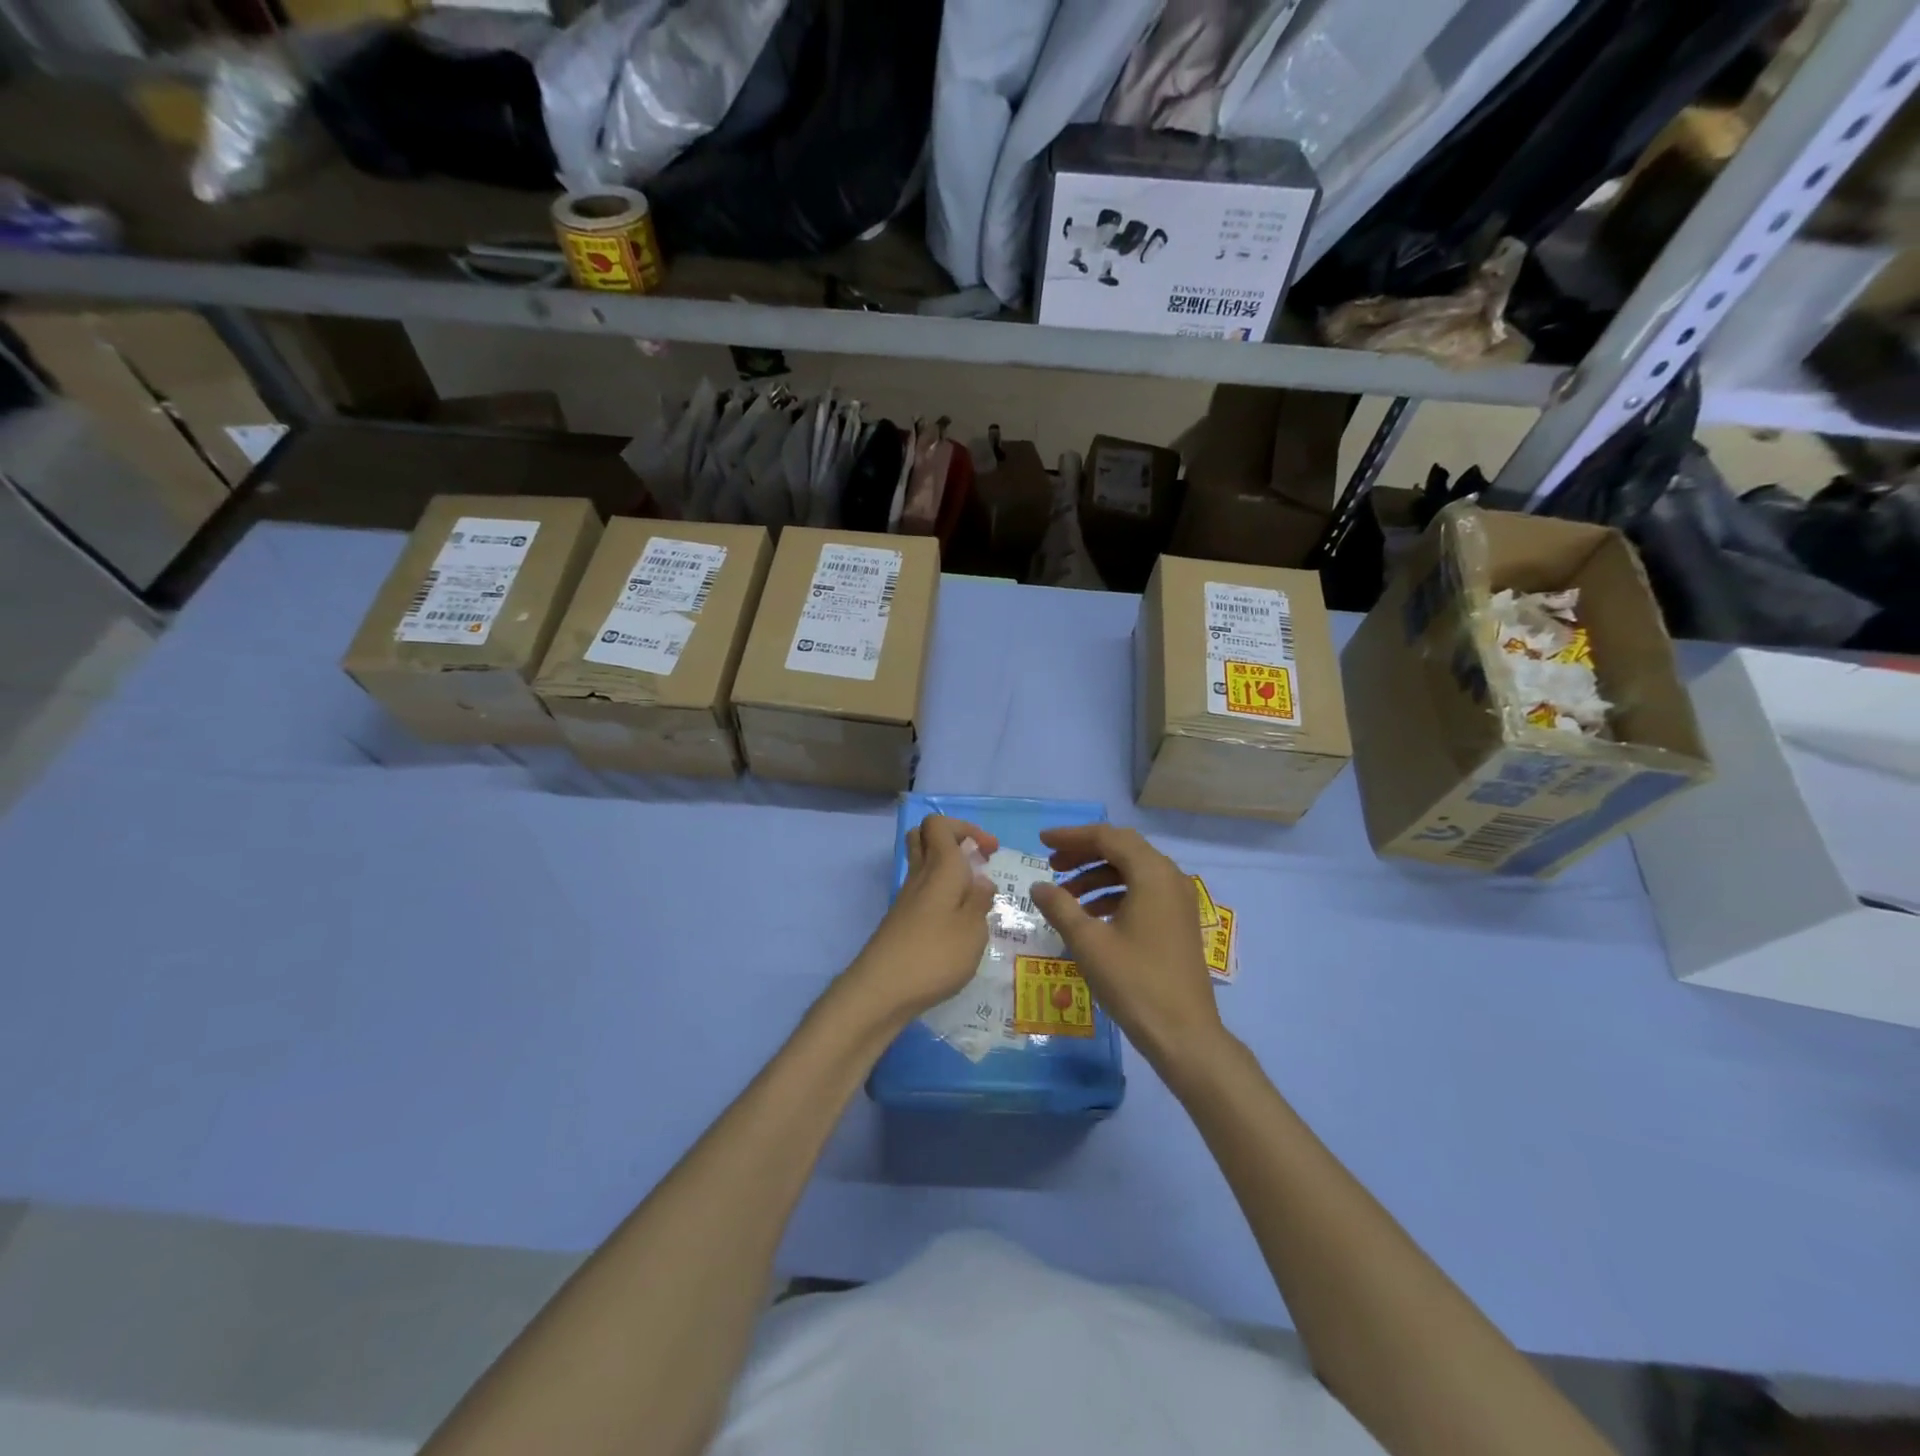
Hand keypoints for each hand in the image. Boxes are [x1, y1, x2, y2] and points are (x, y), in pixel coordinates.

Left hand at [838, 814, 998, 1026]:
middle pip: (924, 837)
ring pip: (922, 865)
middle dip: (953, 841)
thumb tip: (982, 880)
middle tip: (977, 863)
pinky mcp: (901, 921)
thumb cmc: (935, 955)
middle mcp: (919, 876)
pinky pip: (922, 892)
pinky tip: (956, 923)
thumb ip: (980, 901)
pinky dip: (940, 896)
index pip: (939, 824)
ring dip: (948, 870)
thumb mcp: (973, 930)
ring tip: (972, 897)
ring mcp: (906, 899)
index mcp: (940, 867)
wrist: (881, 990)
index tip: (990, 851)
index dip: (966, 829)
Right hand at [1029, 824, 1225, 1069]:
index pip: (1108, 837)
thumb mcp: (1088, 942)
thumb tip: (1038, 885)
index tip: (1042, 841)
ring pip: (1132, 871)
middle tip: (1051, 864)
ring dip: (1096, 876)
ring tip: (1065, 894)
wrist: (1184, 1034)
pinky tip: (1091, 915)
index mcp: (1152, 873)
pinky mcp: (1178, 921)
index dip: (1071, 836)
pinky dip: (1114, 894)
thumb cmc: (1134, 982)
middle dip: (1083, 853)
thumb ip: (1060, 906)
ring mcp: (1178, 900)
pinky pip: (1142, 891)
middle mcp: (1170, 877)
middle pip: (1122, 849)